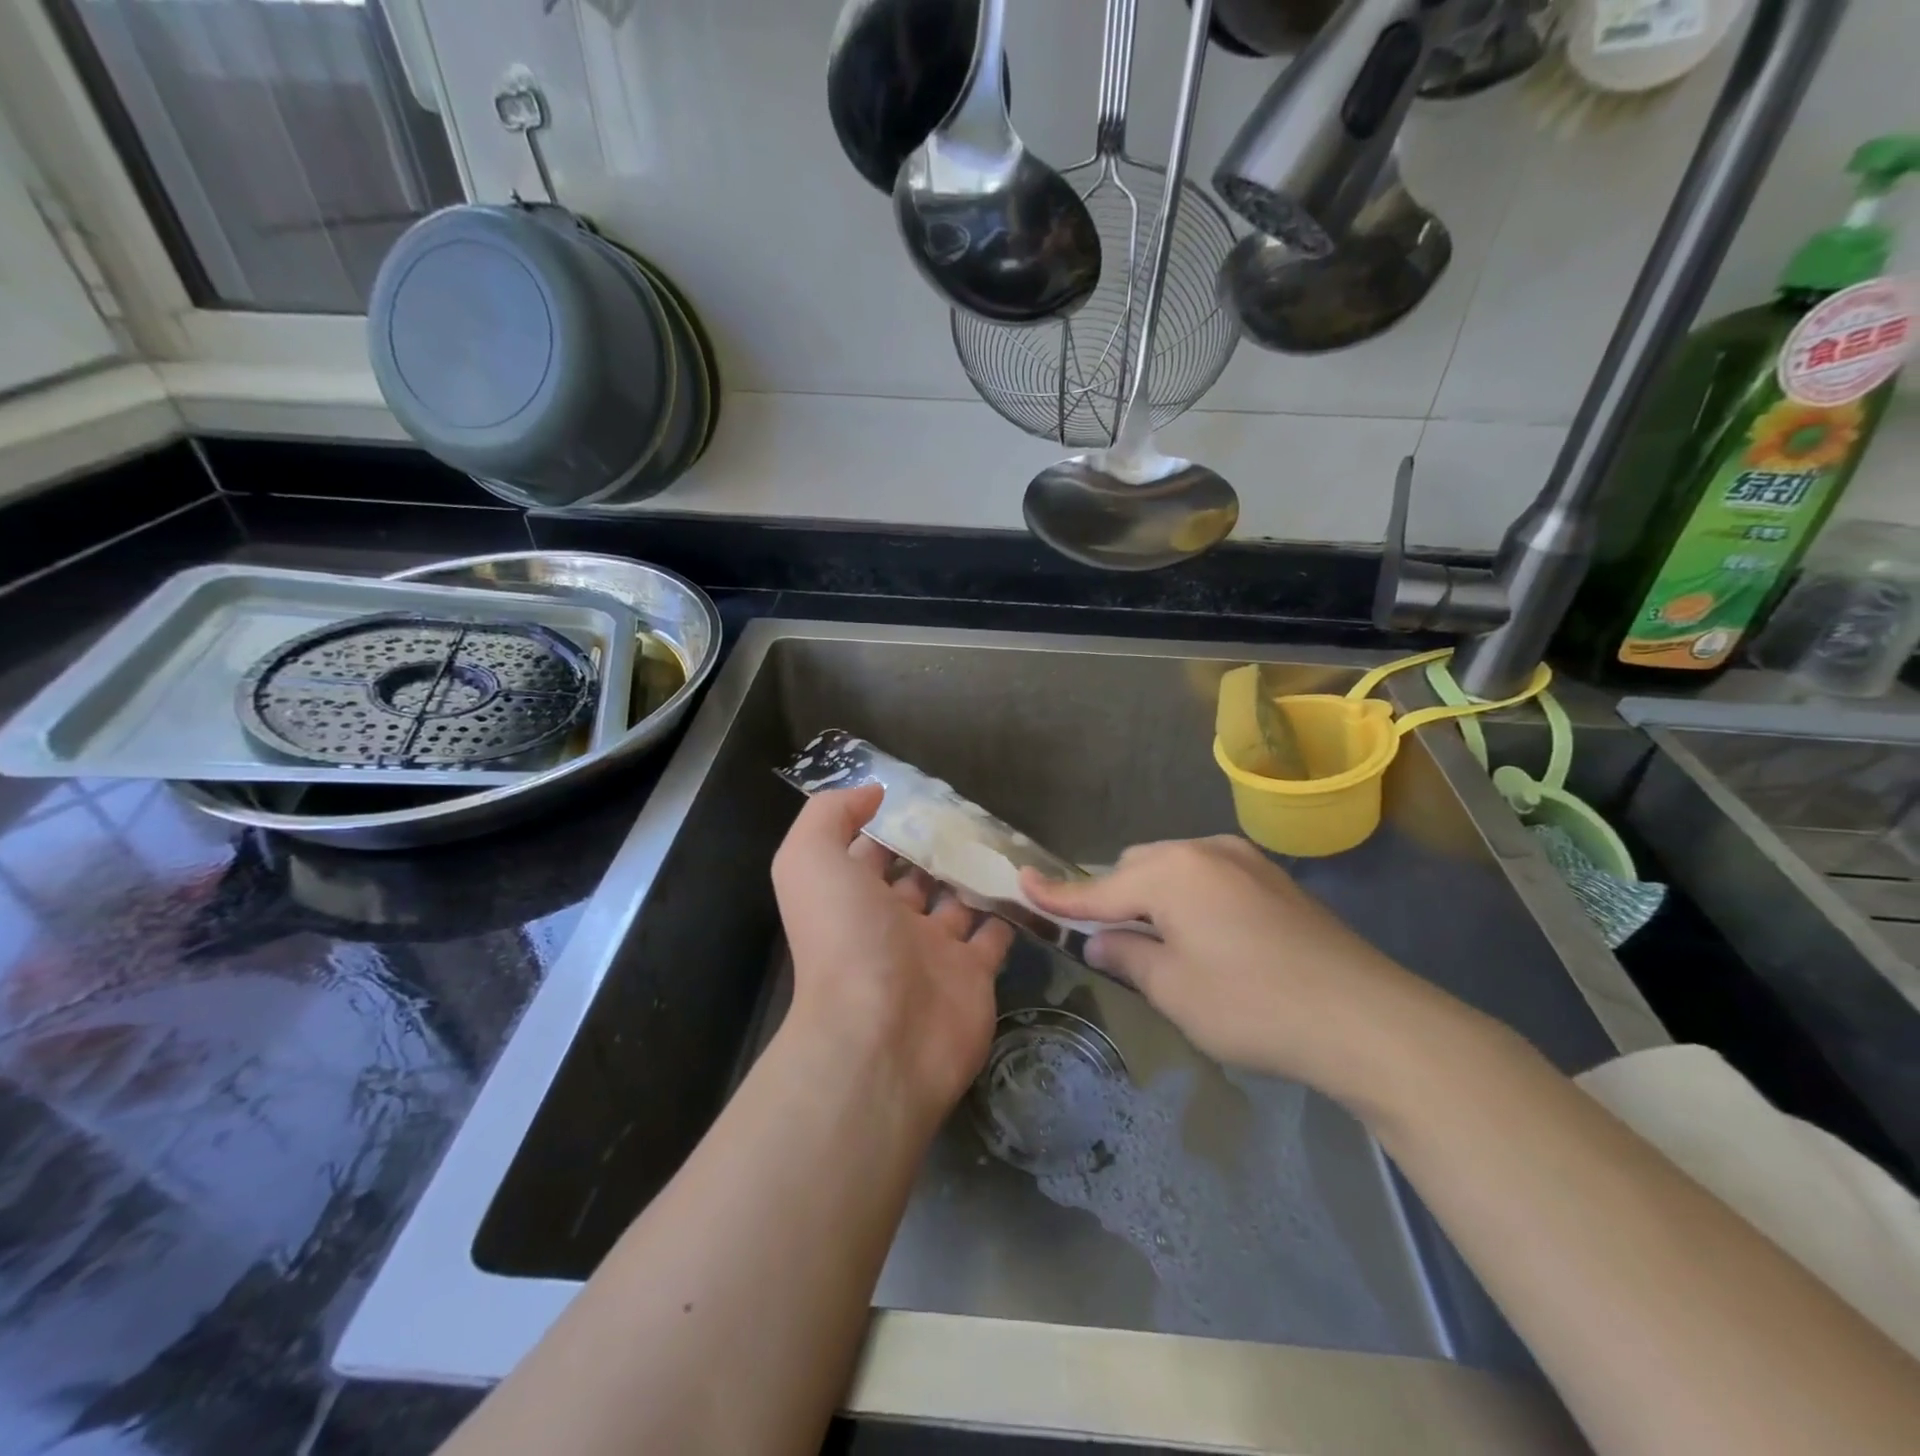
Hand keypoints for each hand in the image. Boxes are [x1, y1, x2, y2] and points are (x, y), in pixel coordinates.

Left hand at [772, 786, 1014, 1117]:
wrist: (881, 1034)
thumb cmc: (844, 938)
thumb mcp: (810, 859)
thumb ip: (831, 815)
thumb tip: (872, 793)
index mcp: (851, 897)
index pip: (869, 852)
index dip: (888, 823)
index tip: (922, 793)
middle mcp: (889, 923)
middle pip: (917, 876)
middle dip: (937, 847)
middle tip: (972, 813)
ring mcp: (934, 952)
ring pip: (958, 903)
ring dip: (975, 875)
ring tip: (1002, 840)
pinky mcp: (973, 975)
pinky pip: (994, 936)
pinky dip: (1008, 912)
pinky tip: (1025, 882)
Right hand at [1022, 836, 1450, 1098]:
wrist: (1366, 1019)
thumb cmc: (1252, 1005)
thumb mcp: (1174, 989)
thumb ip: (1129, 955)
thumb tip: (1102, 938)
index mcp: (1172, 872)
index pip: (1098, 887)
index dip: (1058, 893)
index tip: (1021, 883)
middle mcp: (1205, 851)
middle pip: (1138, 868)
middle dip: (1117, 899)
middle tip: (1113, 942)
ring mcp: (1245, 861)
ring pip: (1177, 870)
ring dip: (1157, 900)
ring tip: (1164, 947)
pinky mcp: (1275, 881)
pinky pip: (1210, 879)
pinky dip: (1192, 902)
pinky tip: (1209, 942)